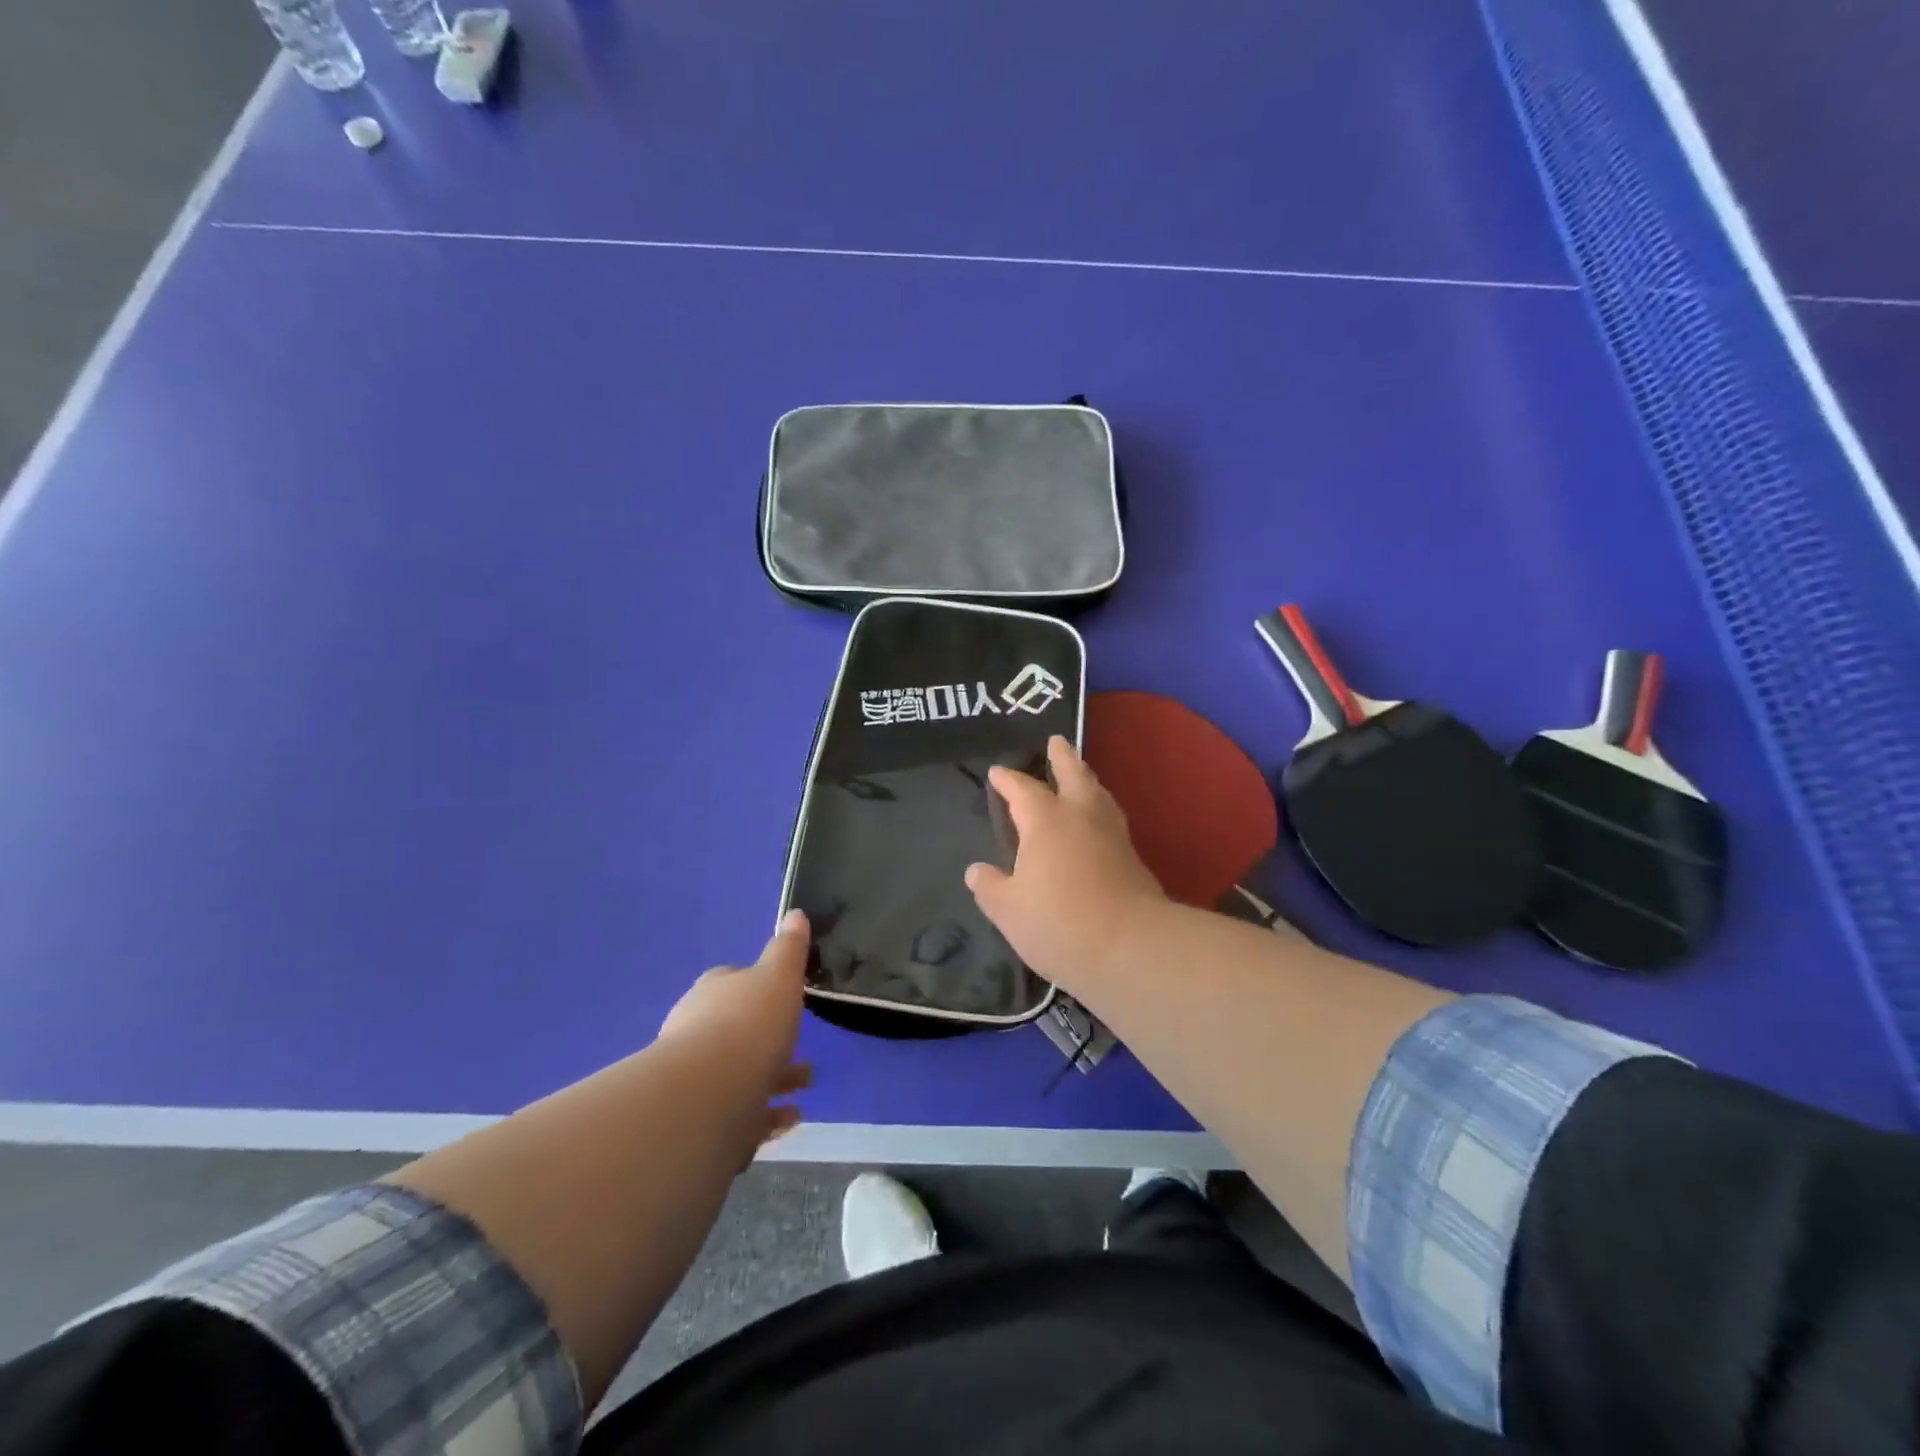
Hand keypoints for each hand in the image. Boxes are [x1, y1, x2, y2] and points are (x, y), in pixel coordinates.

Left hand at [658, 910, 812, 1146]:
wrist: (707, 1097)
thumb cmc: (748, 1024)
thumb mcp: (778, 976)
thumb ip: (788, 949)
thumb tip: (795, 914)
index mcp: (713, 993)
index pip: (733, 981)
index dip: (759, 987)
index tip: (785, 997)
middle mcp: (696, 1031)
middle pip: (736, 1030)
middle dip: (770, 1039)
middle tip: (803, 1049)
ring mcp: (695, 1079)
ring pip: (739, 1074)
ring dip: (773, 1078)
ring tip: (806, 1088)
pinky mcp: (701, 1120)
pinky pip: (739, 1114)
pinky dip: (766, 1115)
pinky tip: (789, 1119)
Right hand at [965, 736, 1167, 995]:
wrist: (1130, 948)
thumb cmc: (1058, 923)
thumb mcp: (1008, 910)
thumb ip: (990, 887)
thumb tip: (976, 871)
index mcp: (1046, 821)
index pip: (1023, 790)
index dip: (1008, 780)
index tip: (997, 772)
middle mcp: (1082, 817)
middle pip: (1073, 774)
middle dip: (1063, 757)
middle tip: (1057, 740)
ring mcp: (1113, 836)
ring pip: (1099, 795)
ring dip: (1087, 780)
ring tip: (1081, 776)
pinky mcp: (1133, 859)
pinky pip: (1112, 821)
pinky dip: (1101, 811)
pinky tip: (1098, 825)